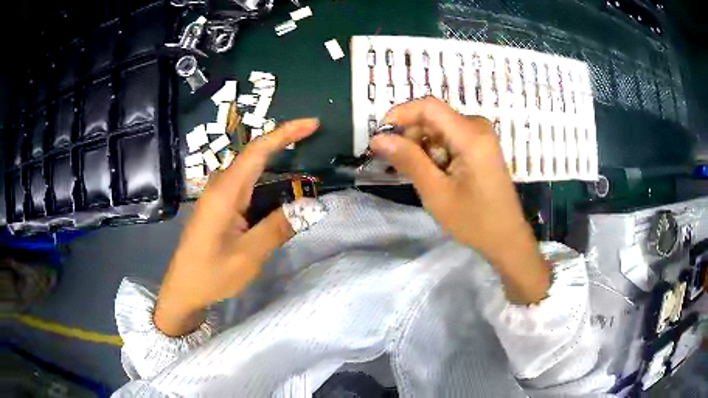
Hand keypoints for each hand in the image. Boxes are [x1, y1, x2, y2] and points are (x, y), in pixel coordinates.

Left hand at [154, 118, 320, 335]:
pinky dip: (268, 183)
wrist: (183, 289)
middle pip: (255, 155)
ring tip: (305, 165)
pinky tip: (282, 191)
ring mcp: (218, 197)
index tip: (312, 124)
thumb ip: (277, 228)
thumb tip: (309, 206)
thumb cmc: (211, 274)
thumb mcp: (248, 256)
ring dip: (277, 164)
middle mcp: (221, 187)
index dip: (285, 133)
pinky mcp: (219, 207)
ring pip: (251, 171)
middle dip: (284, 143)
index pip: (257, 151)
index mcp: (225, 193)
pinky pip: (247, 187)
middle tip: (314, 140)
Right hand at [370, 98, 548, 303]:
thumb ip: (408, 160)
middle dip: (411, 135)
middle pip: (434, 117)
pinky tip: (434, 173)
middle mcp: (478, 127)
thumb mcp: (436, 192)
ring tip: (417, 174)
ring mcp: (481, 136)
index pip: (429, 107)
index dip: (400, 115)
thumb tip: (378, 139)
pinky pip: (451, 137)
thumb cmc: (474, 220)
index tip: (380, 137)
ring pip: (440, 127)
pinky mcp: (481, 146)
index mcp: (471, 135)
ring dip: (422, 146)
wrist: (506, 238)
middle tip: (395, 163)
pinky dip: (436, 151)